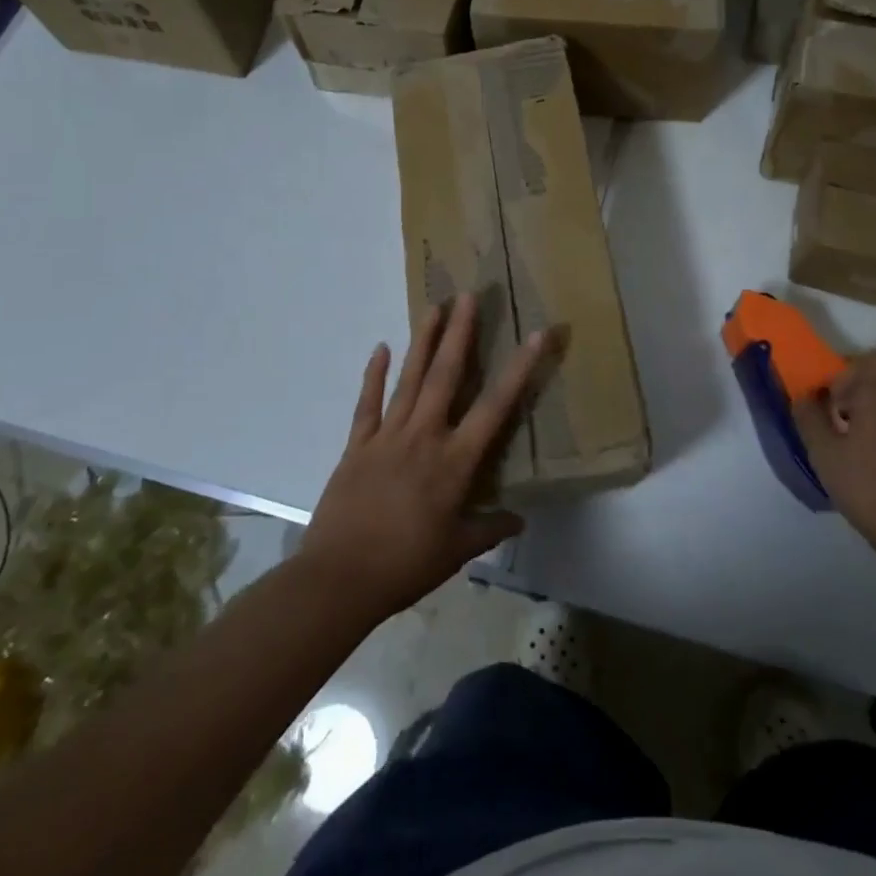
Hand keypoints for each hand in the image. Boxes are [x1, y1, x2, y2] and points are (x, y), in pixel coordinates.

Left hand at [300, 294, 549, 619]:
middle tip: (470, 296)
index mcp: (454, 462)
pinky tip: (380, 348)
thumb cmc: (405, 565)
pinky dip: (373, 375)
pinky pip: (368, 404)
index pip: (495, 407)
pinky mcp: (357, 445)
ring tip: (434, 307)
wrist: (339, 579)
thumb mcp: (456, 551)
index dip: (520, 369)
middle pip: (446, 376)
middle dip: (461, 333)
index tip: (537, 334)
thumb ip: (489, 529)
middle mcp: (424, 437)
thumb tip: (519, 519)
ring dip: (423, 341)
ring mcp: (387, 437)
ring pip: (409, 379)